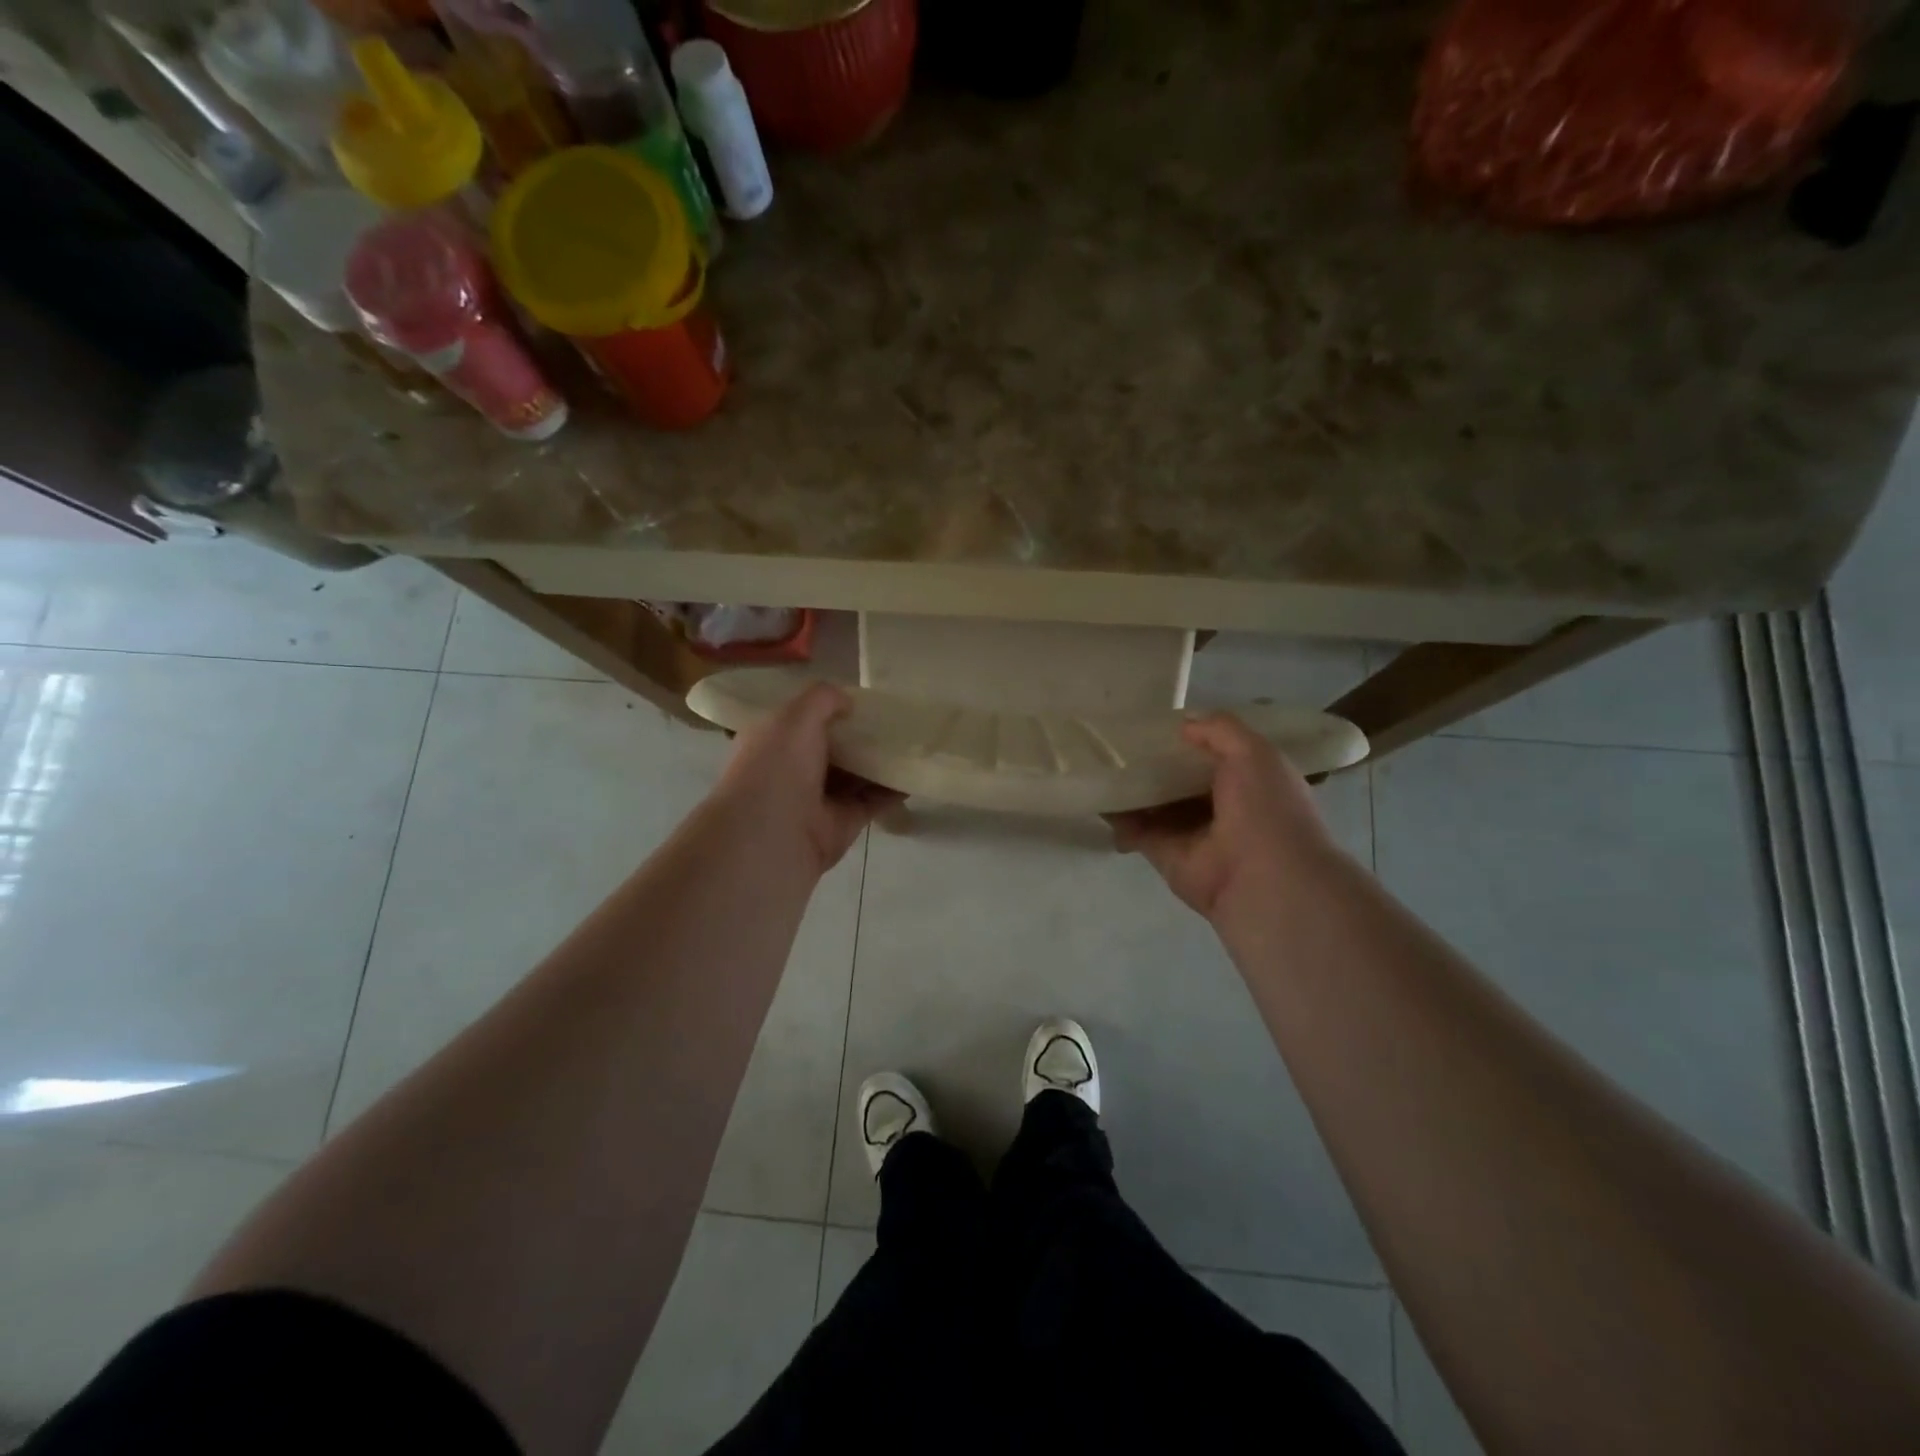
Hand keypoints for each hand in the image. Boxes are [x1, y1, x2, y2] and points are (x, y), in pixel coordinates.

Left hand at [710, 682, 901, 876]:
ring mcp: (820, 798)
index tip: (862, 698)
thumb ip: (823, 699)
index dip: (830, 709)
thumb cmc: (777, 767)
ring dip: (881, 761)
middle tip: (896, 718)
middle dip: (861, 734)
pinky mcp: (844, 822)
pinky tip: (914, 773)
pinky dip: (893, 789)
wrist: (773, 835)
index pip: (803, 720)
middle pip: (834, 747)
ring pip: (856, 774)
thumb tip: (849, 702)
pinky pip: (873, 800)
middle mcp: (794, 769)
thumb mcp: (795, 716)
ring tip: (912, 742)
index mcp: (774, 741)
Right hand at [1108, 714, 1338, 920]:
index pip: (1215, 753)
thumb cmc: (1267, 809)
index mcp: (1250, 781)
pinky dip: (1118, 815)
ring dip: (1131, 786)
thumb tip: (1183, 723)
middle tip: (1120, 738)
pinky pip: (1136, 829)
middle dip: (1154, 761)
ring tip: (1100, 760)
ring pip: (1155, 802)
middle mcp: (1221, 806)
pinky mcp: (1164, 853)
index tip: (1158, 720)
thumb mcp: (1255, 752)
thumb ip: (1220, 730)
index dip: (1190, 737)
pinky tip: (1098, 794)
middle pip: (1179, 778)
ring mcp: (1190, 832)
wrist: (1265, 880)